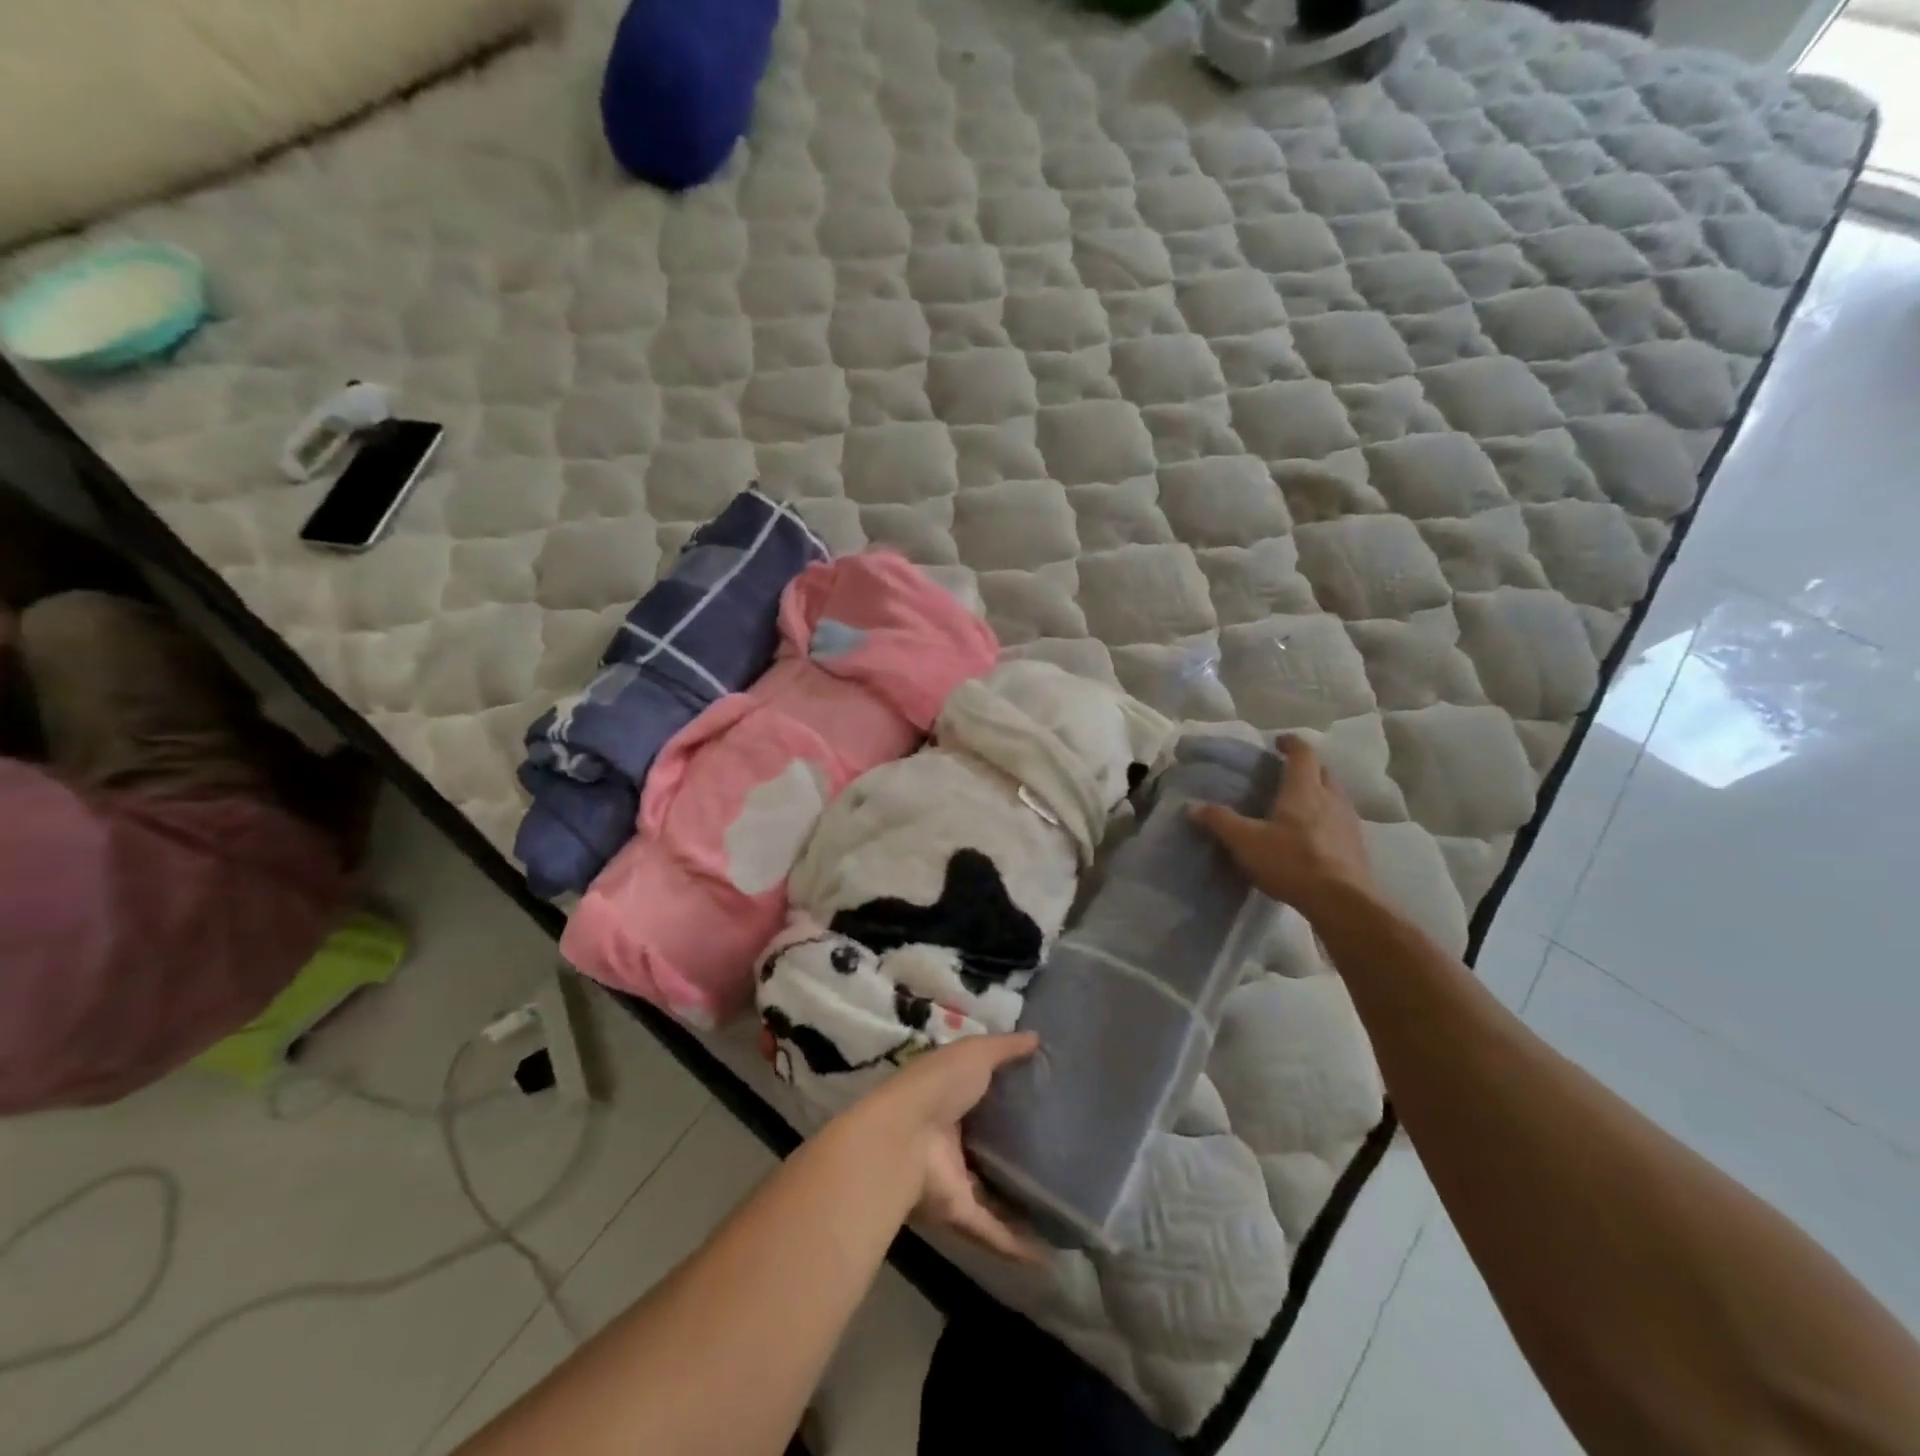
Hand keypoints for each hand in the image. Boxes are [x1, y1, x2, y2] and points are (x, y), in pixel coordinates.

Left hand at [846, 1032, 1042, 1263]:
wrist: (902, 1138)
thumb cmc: (938, 1086)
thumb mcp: (975, 1053)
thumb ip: (1005, 1048)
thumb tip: (1037, 1036)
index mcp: (950, 1097)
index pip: (982, 1097)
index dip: (1008, 1098)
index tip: (1045, 1102)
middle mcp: (950, 1138)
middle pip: (987, 1146)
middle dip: (1015, 1153)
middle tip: (1063, 1157)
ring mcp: (953, 1177)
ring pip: (990, 1191)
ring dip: (1017, 1203)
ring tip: (1059, 1211)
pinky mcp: (957, 1211)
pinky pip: (991, 1229)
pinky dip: (1016, 1245)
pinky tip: (1049, 1256)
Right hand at [1191, 734, 1377, 922]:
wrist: (1342, 901)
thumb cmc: (1292, 861)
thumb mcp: (1245, 841)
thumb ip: (1220, 821)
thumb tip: (1192, 807)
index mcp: (1304, 789)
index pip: (1303, 753)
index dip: (1291, 743)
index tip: (1278, 742)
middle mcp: (1331, 798)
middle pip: (1322, 771)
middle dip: (1306, 767)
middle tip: (1285, 773)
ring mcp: (1348, 822)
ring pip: (1335, 795)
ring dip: (1319, 792)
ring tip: (1298, 804)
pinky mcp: (1356, 846)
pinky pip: (1340, 820)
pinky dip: (1326, 818)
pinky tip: (1312, 836)